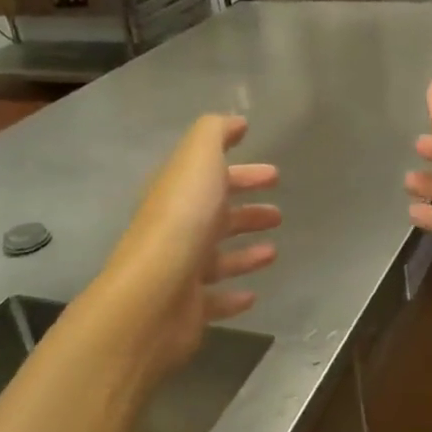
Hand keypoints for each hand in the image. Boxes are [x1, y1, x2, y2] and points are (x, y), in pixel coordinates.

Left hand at [99, 114, 280, 376]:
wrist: (153, 294)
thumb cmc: (182, 220)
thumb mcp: (198, 159)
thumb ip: (214, 133)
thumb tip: (235, 122)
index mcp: (178, 193)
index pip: (211, 177)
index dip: (241, 173)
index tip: (273, 174)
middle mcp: (176, 229)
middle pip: (215, 216)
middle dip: (246, 211)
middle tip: (278, 213)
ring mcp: (180, 271)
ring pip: (217, 257)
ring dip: (245, 252)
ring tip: (274, 250)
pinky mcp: (188, 308)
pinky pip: (214, 299)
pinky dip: (233, 296)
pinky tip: (253, 295)